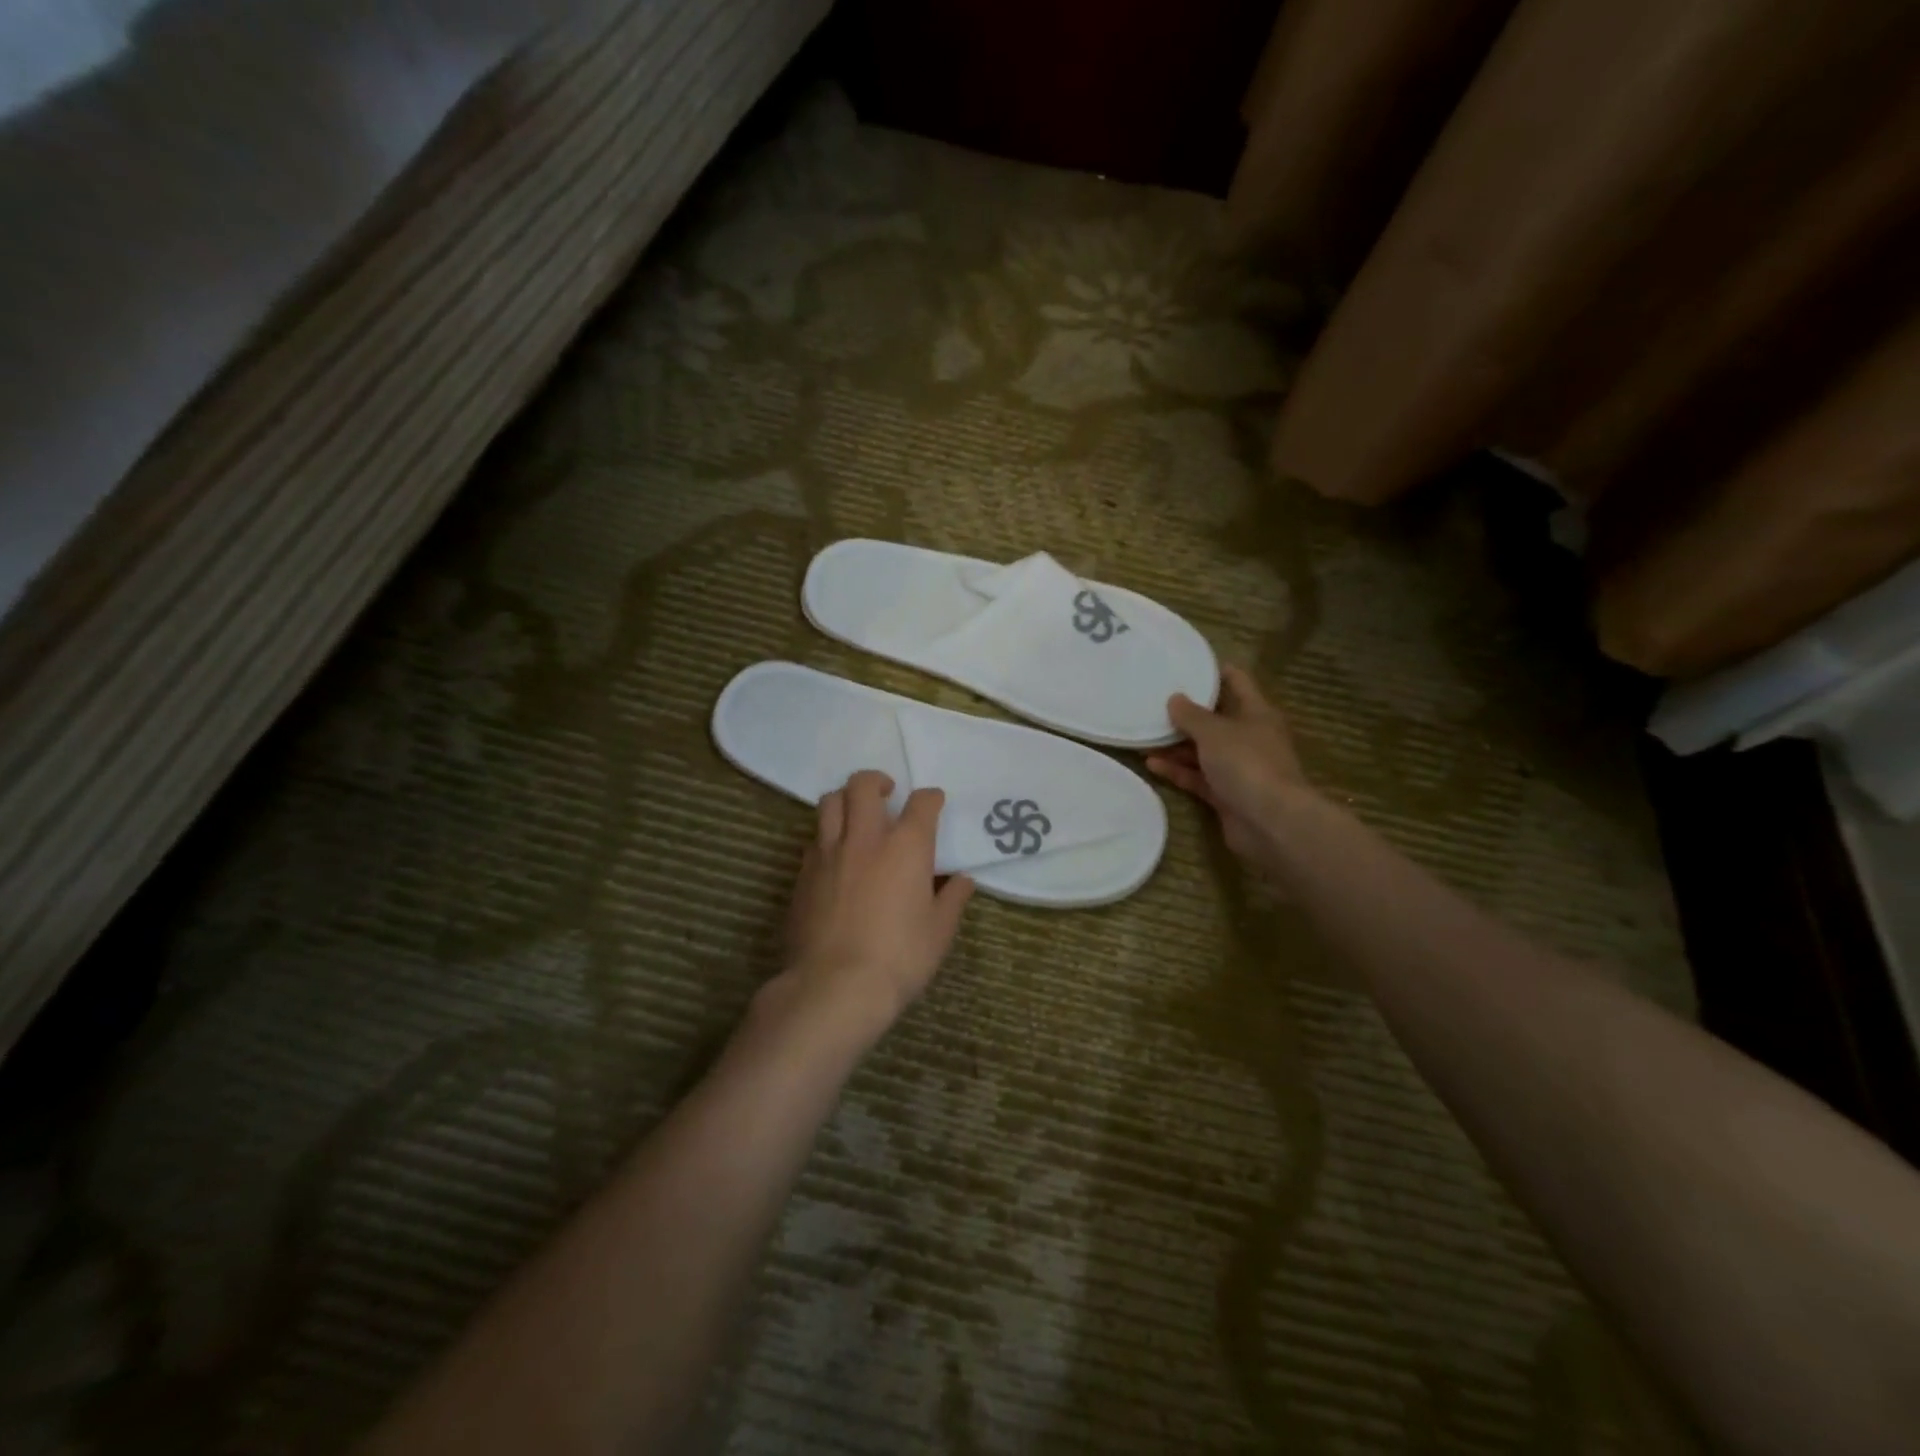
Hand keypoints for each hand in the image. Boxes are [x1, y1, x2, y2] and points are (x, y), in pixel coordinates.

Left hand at [772, 770, 975, 1046]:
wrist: (835, 986)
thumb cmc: (899, 958)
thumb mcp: (939, 932)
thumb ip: (951, 899)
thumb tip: (961, 880)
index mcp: (906, 846)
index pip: (922, 803)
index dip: (930, 798)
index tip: (934, 803)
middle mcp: (865, 838)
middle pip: (863, 785)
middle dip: (877, 781)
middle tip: (887, 794)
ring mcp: (828, 853)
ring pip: (829, 802)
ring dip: (845, 800)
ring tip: (855, 815)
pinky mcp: (803, 874)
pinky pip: (813, 839)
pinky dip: (827, 837)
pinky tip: (835, 857)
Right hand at [1147, 665, 1315, 868]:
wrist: (1269, 822)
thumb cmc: (1246, 763)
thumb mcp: (1214, 732)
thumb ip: (1191, 715)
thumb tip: (1174, 698)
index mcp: (1257, 714)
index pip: (1237, 683)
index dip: (1214, 671)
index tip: (1186, 663)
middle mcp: (1249, 738)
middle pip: (1216, 720)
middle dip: (1186, 714)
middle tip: (1153, 702)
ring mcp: (1238, 769)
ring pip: (1203, 751)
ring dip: (1175, 745)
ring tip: (1143, 735)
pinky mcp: (1226, 795)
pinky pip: (1197, 777)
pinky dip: (1177, 770)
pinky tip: (1151, 764)